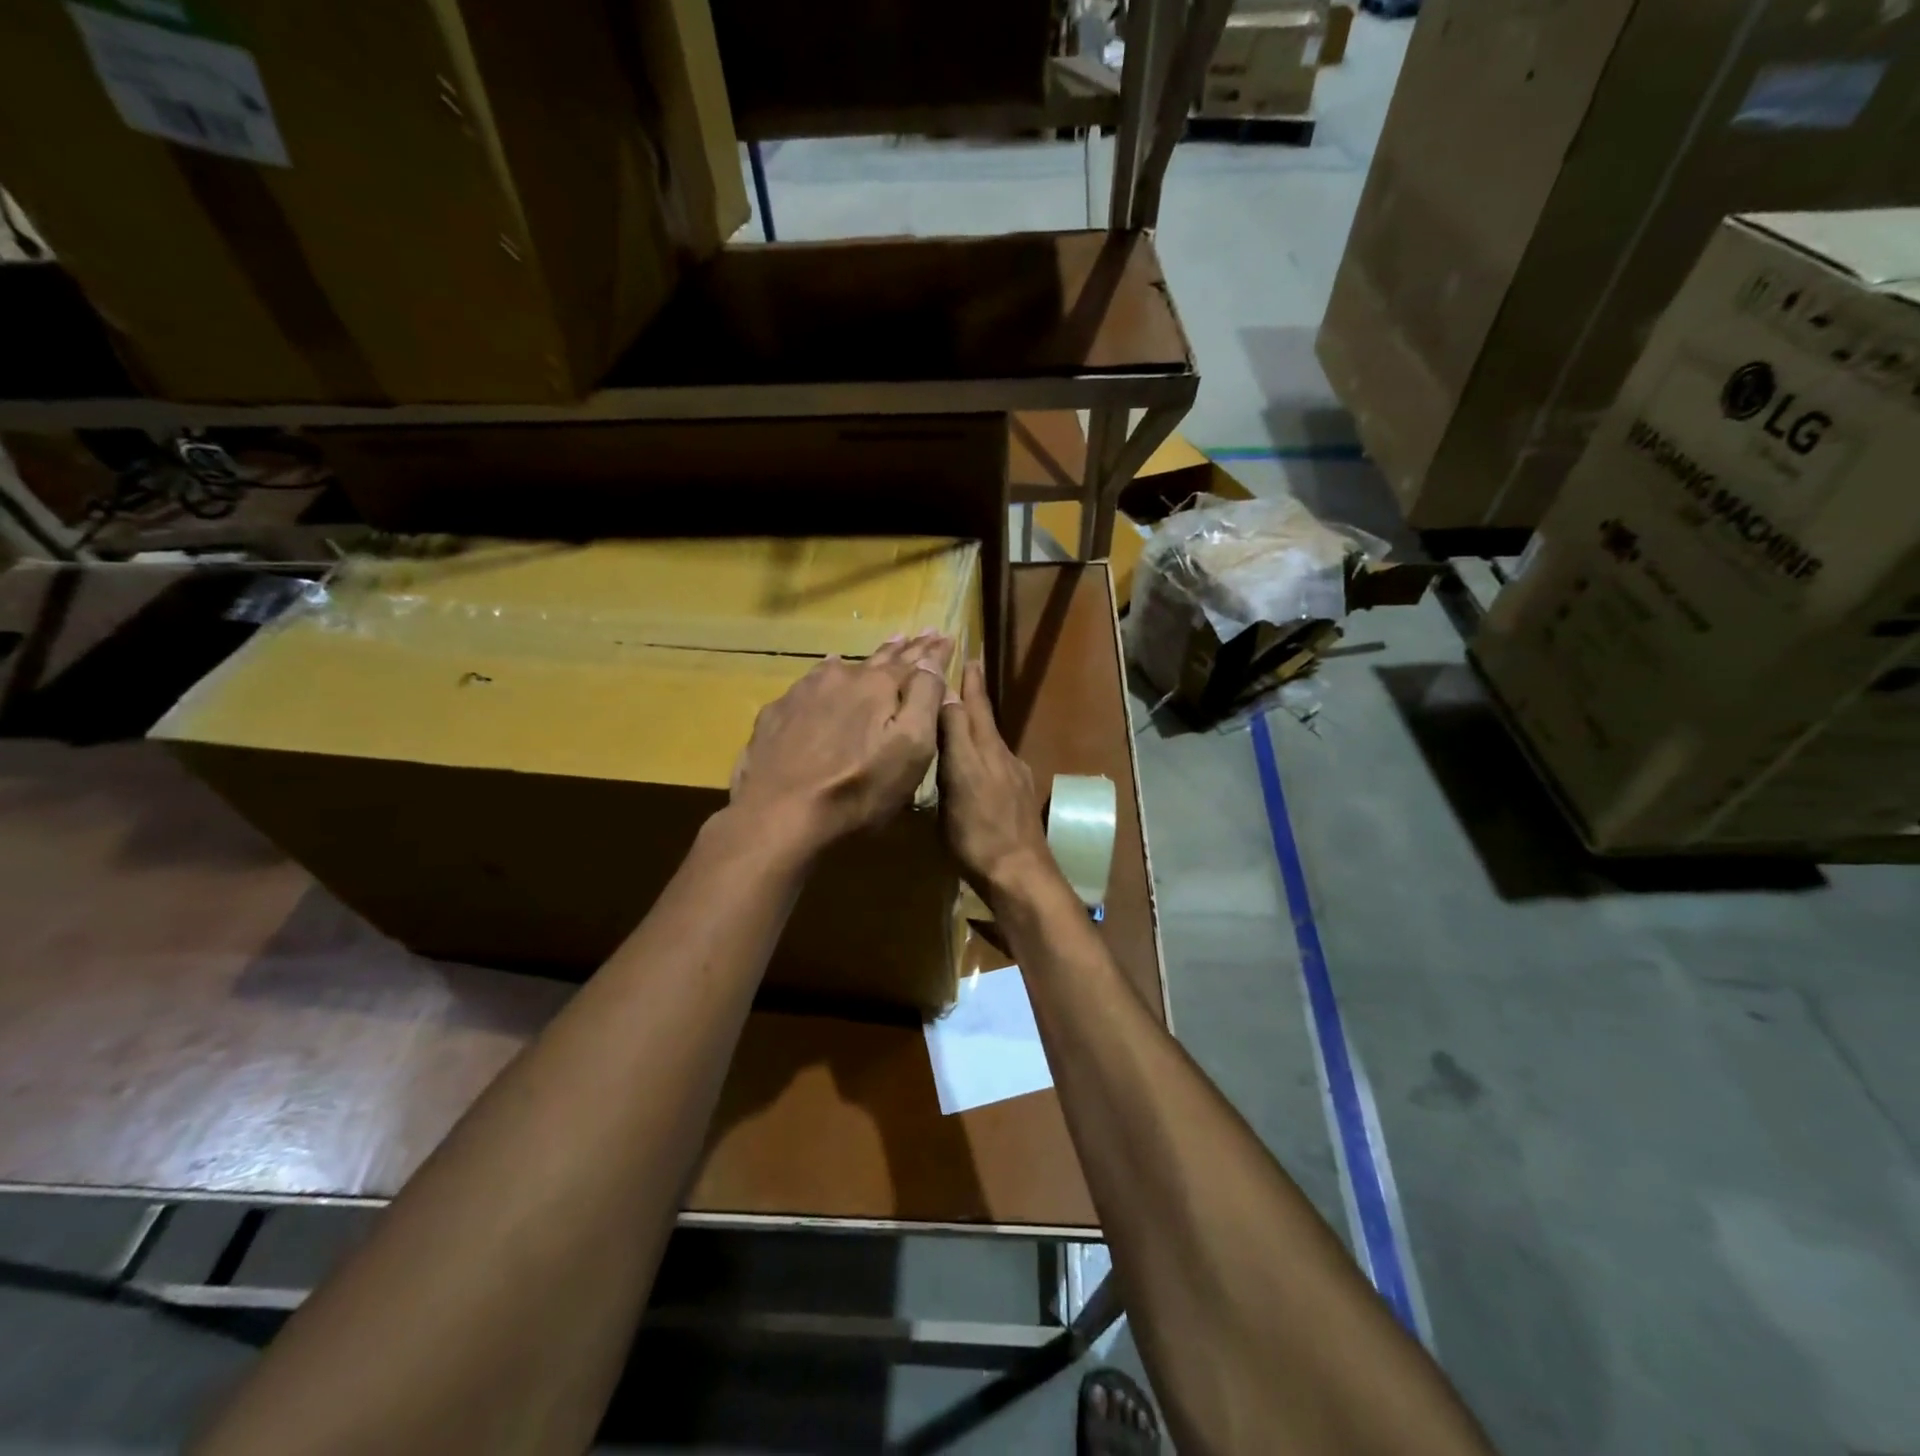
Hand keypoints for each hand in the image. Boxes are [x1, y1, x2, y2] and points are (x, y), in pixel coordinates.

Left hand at [729, 631, 952, 852]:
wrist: (780, 815)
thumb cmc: (859, 788)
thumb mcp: (911, 748)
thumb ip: (925, 699)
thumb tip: (931, 661)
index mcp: (877, 686)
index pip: (914, 661)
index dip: (932, 652)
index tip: (944, 636)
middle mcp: (840, 679)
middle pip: (877, 660)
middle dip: (902, 649)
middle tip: (916, 635)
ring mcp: (802, 694)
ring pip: (839, 668)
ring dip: (862, 662)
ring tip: (877, 652)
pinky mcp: (775, 716)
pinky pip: (807, 687)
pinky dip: (823, 679)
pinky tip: (822, 677)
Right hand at [937, 660, 1060, 899]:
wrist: (1020, 874)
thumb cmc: (979, 831)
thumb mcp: (959, 780)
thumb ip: (955, 738)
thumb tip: (947, 696)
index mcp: (985, 750)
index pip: (973, 706)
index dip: (967, 682)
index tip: (965, 655)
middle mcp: (1002, 758)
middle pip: (985, 720)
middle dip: (975, 695)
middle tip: (970, 667)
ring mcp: (1013, 780)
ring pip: (991, 741)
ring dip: (978, 722)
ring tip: (964, 714)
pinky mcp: (1016, 801)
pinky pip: (996, 764)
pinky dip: (984, 752)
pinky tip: (979, 763)